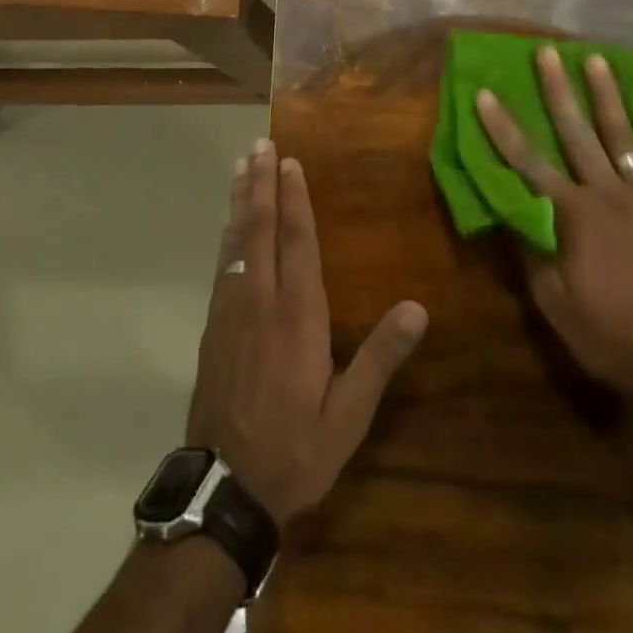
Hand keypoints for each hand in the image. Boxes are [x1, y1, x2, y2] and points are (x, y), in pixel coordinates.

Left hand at [186, 140, 427, 525]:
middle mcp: (260, 300)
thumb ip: (380, 358)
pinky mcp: (213, 326)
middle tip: (259, 145)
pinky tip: (229, 223)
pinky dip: (227, 233)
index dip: (295, 198)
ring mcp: (231, 310)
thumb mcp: (349, 414)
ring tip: (241, 166)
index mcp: (297, 315)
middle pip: (261, 228)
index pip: (296, 241)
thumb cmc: (296, 449)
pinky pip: (222, 264)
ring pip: (236, 240)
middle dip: (262, 184)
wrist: (225, 488)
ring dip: (241, 200)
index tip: (290, 162)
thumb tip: (418, 307)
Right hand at [476, 48, 632, 406]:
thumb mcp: (553, 303)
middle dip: (558, 91)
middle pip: (577, 134)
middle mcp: (608, 195)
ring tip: (596, 60)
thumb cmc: (608, 336)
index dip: (503, 128)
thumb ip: (531, 250)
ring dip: (608, 97)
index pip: (527, 163)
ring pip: (623, 137)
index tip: (486, 93)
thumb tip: (510, 208)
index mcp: (573, 216)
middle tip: (546, 52)